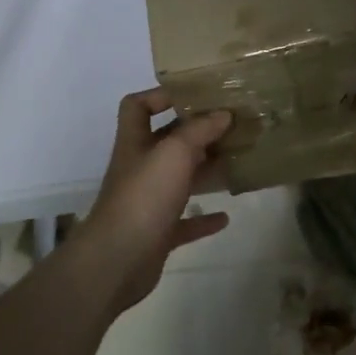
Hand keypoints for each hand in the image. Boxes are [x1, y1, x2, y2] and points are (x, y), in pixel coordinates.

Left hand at [74, 89, 232, 314]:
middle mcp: (140, 168)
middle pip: (167, 142)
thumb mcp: (174, 152)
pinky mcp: (158, 233)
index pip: (137, 106)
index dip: (160, 95)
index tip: (194, 95)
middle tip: (232, 128)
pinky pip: (185, 221)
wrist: (118, 259)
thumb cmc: (144, 196)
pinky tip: (225, 216)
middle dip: (197, 134)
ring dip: (205, 171)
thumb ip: (199, 130)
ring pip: (180, 180)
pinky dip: (204, 217)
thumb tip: (223, 114)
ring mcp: (148, 202)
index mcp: (136, 143)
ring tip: (237, 163)